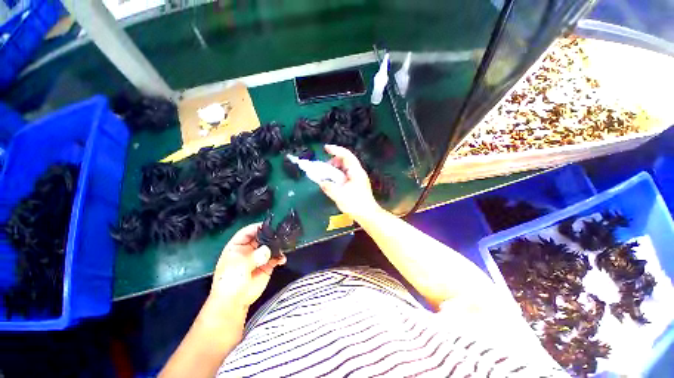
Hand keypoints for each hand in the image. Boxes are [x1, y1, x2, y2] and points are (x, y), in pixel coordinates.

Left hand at [209, 223, 285, 313]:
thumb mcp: (238, 266)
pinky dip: (280, 257)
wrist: (234, 302)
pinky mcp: (267, 265)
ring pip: (270, 246)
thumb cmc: (230, 281)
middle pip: (261, 237)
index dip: (256, 227)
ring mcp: (259, 257)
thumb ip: (254, 256)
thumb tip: (268, 250)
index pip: (247, 232)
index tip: (268, 225)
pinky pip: (276, 258)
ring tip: (283, 246)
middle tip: (280, 234)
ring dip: (277, 246)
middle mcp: (249, 249)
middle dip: (270, 235)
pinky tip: (282, 259)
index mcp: (237, 246)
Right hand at [319, 144, 381, 221]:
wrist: (368, 215)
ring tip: (327, 175)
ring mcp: (358, 178)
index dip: (336, 150)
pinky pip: (346, 174)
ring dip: (335, 169)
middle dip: (334, 161)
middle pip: (346, 160)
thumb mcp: (339, 195)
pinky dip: (338, 175)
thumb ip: (328, 186)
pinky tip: (333, 182)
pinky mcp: (357, 184)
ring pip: (345, 167)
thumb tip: (321, 182)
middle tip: (324, 167)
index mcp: (356, 171)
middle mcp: (358, 172)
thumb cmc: (355, 204)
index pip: (346, 155)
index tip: (325, 148)